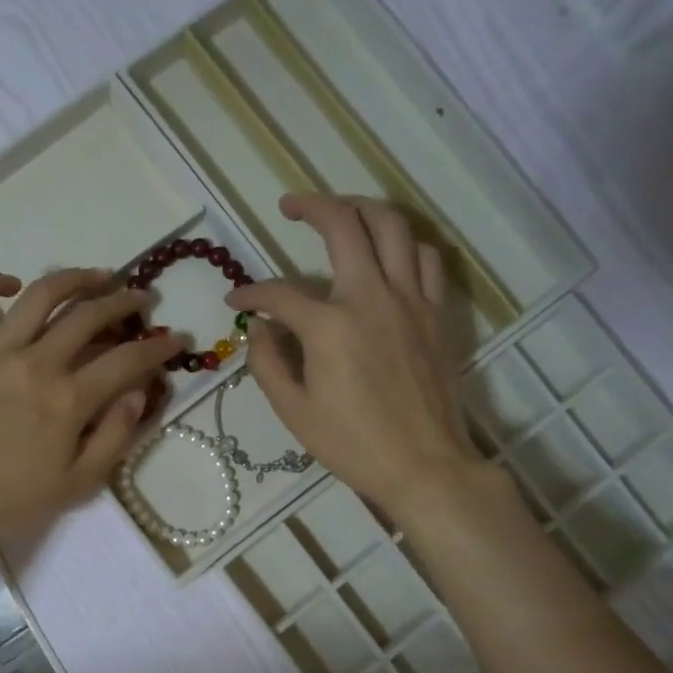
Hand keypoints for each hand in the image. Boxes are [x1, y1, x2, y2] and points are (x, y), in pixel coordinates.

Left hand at [0, 268, 180, 551]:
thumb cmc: (10, 502)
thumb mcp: (77, 485)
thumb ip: (115, 437)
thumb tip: (139, 393)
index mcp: (68, 400)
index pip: (127, 360)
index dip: (159, 346)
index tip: (177, 338)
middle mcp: (36, 363)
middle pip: (89, 316)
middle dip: (124, 302)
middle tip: (140, 298)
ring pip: (41, 295)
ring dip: (75, 279)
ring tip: (97, 276)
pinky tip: (12, 284)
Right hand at [229, 194, 481, 515]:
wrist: (424, 465)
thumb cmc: (353, 445)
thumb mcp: (294, 412)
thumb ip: (268, 363)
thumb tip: (259, 329)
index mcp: (329, 326)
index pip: (279, 294)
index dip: (251, 294)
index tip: (236, 302)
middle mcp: (371, 297)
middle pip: (343, 225)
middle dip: (311, 206)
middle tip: (290, 206)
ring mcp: (410, 300)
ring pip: (392, 226)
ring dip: (362, 208)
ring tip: (342, 213)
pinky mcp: (436, 313)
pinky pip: (425, 257)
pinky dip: (404, 243)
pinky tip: (389, 252)